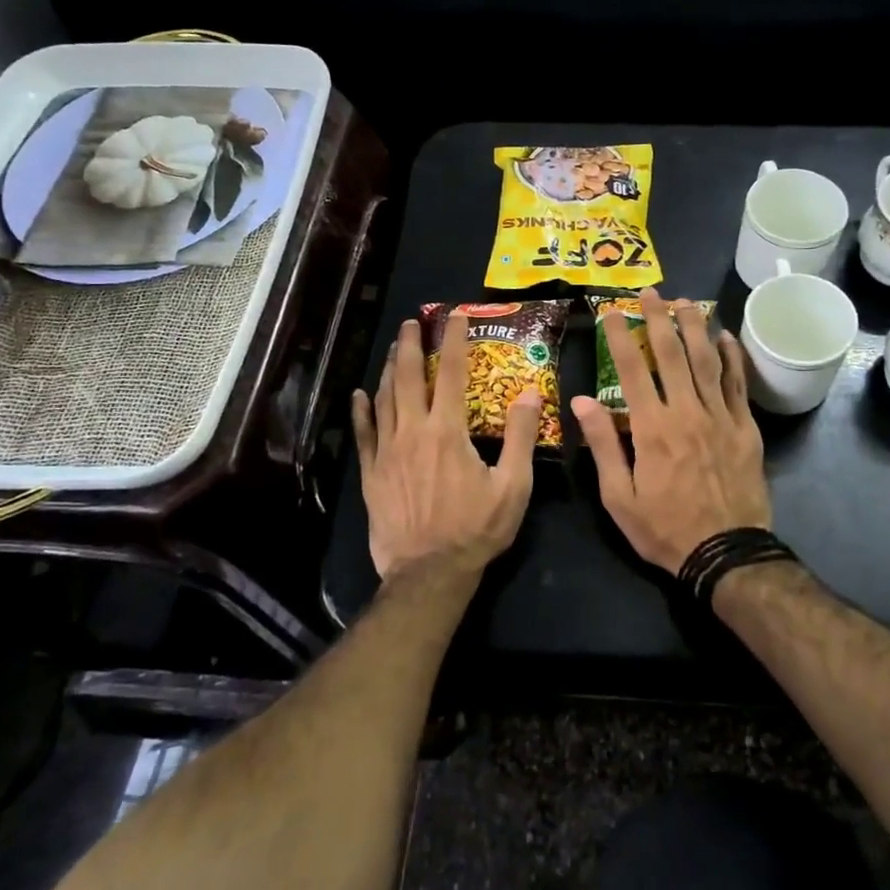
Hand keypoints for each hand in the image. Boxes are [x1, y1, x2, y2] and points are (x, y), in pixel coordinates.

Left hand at [352, 314, 541, 581]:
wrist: (429, 572)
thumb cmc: (476, 529)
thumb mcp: (513, 486)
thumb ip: (520, 437)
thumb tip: (529, 393)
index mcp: (448, 431)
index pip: (453, 373)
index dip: (454, 341)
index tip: (454, 316)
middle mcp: (413, 431)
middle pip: (409, 377)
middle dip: (411, 345)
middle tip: (412, 322)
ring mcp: (387, 451)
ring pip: (385, 399)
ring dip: (389, 369)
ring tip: (393, 348)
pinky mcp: (371, 473)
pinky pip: (363, 434)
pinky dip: (361, 411)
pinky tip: (359, 395)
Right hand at [571, 289, 770, 573]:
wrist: (726, 553)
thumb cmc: (665, 528)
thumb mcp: (619, 497)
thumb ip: (603, 445)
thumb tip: (581, 401)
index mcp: (652, 428)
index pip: (631, 370)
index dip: (621, 336)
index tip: (612, 311)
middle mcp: (687, 412)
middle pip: (672, 354)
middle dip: (659, 318)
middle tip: (652, 291)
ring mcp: (720, 417)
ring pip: (707, 361)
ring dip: (696, 327)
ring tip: (687, 301)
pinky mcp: (745, 428)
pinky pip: (738, 383)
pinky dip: (732, 357)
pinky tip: (726, 337)